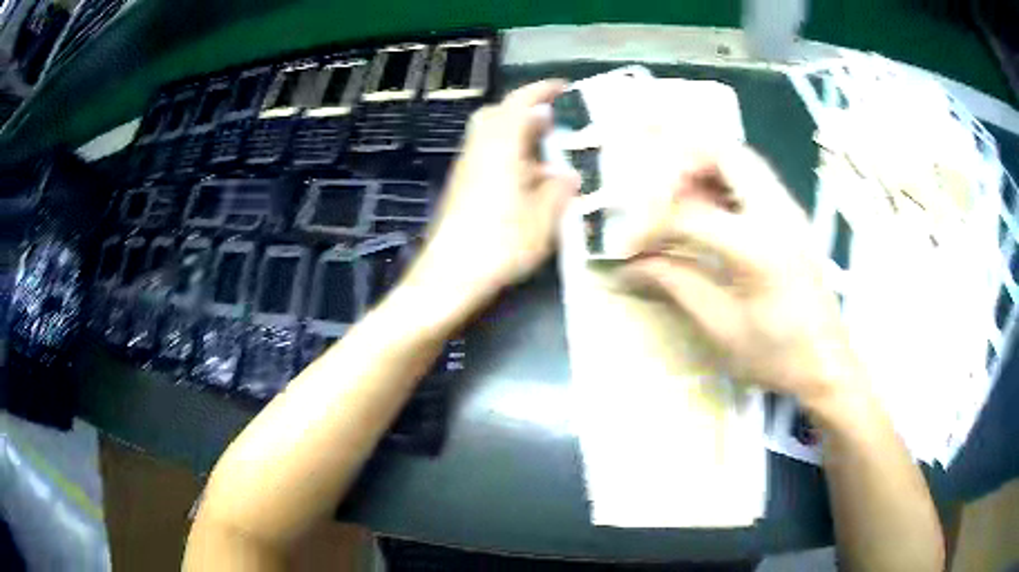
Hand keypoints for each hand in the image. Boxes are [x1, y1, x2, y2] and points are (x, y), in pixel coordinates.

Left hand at [402, 80, 580, 311]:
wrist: (449, 275)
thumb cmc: (500, 243)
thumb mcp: (543, 219)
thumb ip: (558, 190)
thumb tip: (567, 174)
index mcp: (500, 146)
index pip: (520, 102)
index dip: (542, 90)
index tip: (564, 88)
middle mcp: (479, 149)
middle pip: (497, 114)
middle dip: (525, 111)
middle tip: (552, 124)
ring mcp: (466, 168)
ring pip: (491, 137)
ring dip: (517, 136)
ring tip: (546, 155)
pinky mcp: (460, 187)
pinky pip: (487, 157)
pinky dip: (508, 157)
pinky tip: (527, 182)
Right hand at [624, 145, 862, 404]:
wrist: (828, 364)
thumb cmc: (777, 356)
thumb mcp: (722, 326)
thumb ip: (677, 283)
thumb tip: (632, 265)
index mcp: (758, 247)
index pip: (689, 213)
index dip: (649, 226)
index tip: (628, 248)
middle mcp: (776, 213)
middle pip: (721, 153)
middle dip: (677, 166)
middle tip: (652, 199)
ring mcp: (788, 209)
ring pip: (738, 158)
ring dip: (700, 168)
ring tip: (674, 200)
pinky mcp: (791, 215)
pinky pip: (751, 176)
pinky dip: (720, 179)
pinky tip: (706, 208)